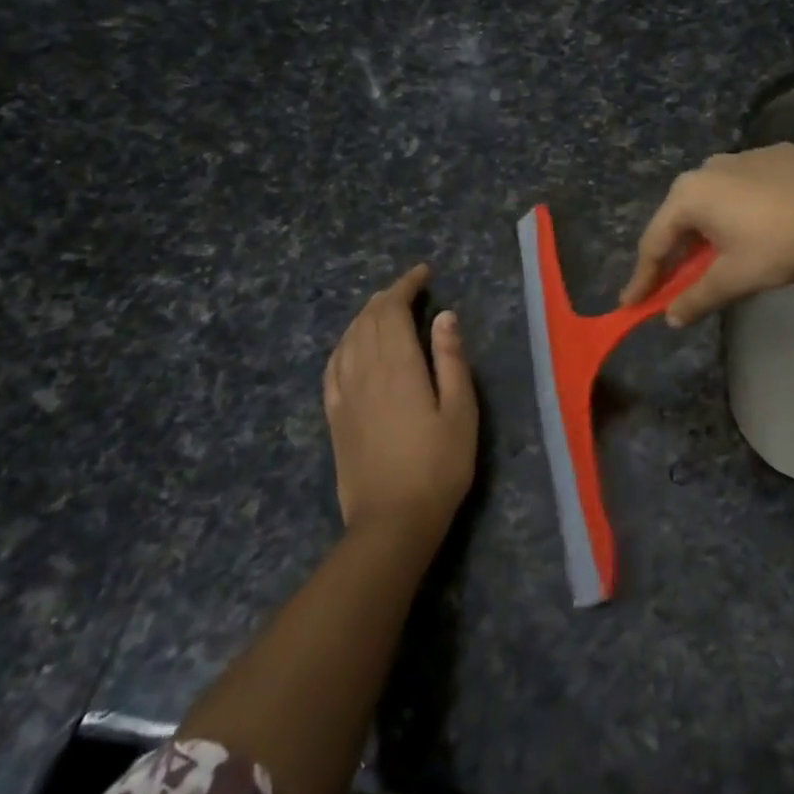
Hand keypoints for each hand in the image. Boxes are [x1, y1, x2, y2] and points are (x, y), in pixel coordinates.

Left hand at [324, 265, 477, 546]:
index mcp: (398, 366)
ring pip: (348, 338)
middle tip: (410, 288)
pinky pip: (333, 365)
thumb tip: (444, 316)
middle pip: (368, 320)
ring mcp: (344, 394)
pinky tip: (352, 345)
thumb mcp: (461, 410)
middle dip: (387, 296)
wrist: (392, 521)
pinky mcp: (334, 416)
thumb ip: (451, 359)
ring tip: (384, 309)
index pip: (393, 311)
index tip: (423, 273)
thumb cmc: (439, 465)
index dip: (406, 286)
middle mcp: (365, 371)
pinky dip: (344, 344)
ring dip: (365, 316)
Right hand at [620, 145, 793, 325]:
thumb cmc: (786, 242)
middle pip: (680, 219)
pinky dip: (737, 215)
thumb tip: (671, 318)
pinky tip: (758, 231)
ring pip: (713, 202)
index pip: (654, 243)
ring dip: (707, 234)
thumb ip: (698, 298)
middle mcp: (709, 168)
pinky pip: (743, 191)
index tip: (631, 304)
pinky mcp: (777, 156)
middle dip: (675, 255)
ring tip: (716, 261)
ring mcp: (745, 157)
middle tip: (673, 285)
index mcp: (690, 194)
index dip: (643, 279)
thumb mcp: (737, 277)